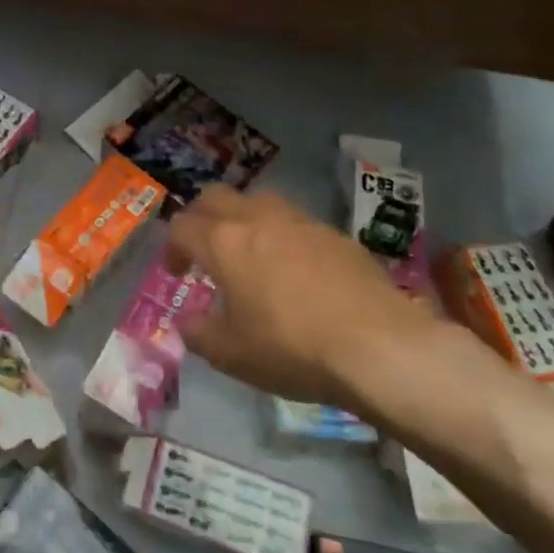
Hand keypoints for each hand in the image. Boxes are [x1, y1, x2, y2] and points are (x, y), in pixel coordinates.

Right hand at [167, 187, 440, 407]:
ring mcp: (300, 222)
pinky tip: (294, 270)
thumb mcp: (231, 354)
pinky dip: (280, 235)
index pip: (182, 227)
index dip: (172, 248)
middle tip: (203, 250)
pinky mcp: (335, 234)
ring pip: (257, 201)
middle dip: (201, 218)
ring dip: (242, 220)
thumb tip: (189, 322)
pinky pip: (294, 222)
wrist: (381, 347)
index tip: (177, 274)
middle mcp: (257, 219)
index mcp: (223, 242)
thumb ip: (199, 333)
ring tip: (248, 254)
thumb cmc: (292, 348)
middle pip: (215, 197)